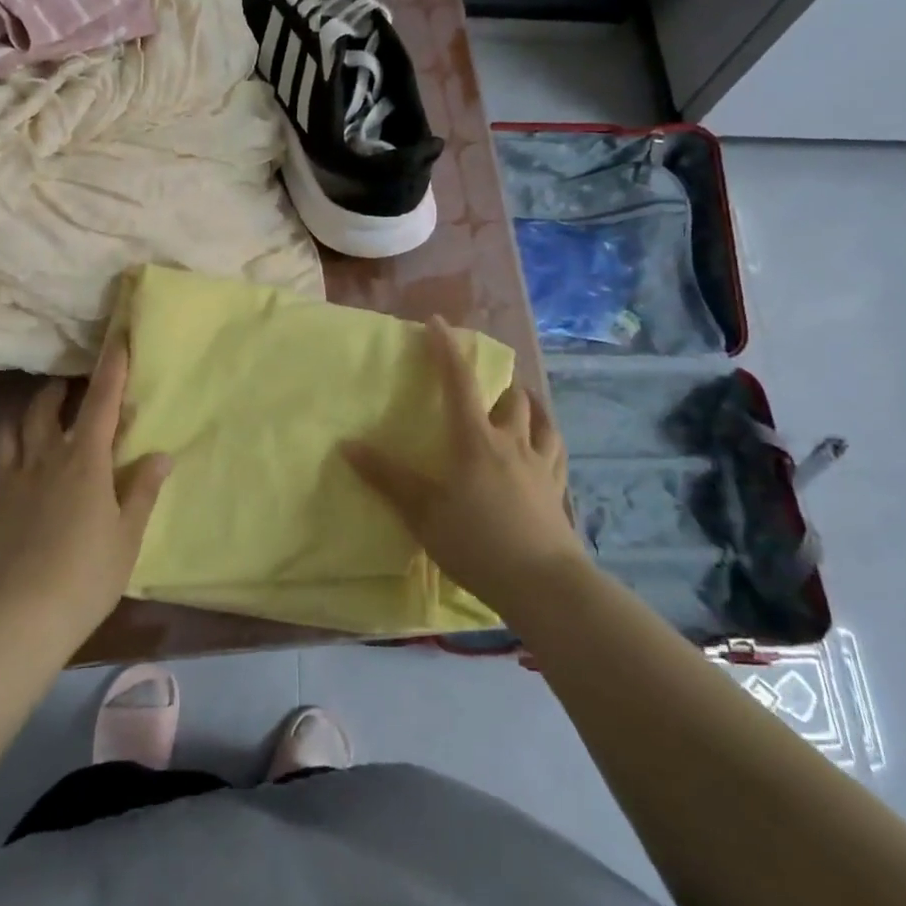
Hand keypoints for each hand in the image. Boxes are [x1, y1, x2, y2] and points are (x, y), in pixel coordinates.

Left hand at [0, 337, 174, 648]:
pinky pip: (1, 458)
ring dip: (31, 411)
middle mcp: (47, 459)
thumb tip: (160, 454)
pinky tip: (20, 455)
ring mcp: (17, 480)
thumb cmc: (87, 573)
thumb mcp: (127, 534)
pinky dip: (10, 442)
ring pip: (16, 428)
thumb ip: (142, 490)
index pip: (100, 404)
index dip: (111, 370)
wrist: (20, 614)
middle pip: (48, 409)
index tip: (117, 340)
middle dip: (61, 389)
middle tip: (73, 383)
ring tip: (43, 410)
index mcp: (85, 462)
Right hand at [342, 317, 583, 611]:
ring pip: (540, 419)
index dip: (446, 350)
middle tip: (483, 380)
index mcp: (474, 441)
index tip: (437, 322)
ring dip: (527, 404)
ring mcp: (540, 465)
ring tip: (518, 402)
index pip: (458, 383)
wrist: (542, 583)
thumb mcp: (423, 513)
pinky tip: (544, 445)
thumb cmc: (476, 543)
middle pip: (510, 397)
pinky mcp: (558, 489)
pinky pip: (556, 451)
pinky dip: (547, 437)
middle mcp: (511, 443)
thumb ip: (387, 478)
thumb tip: (347, 444)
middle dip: (496, 381)